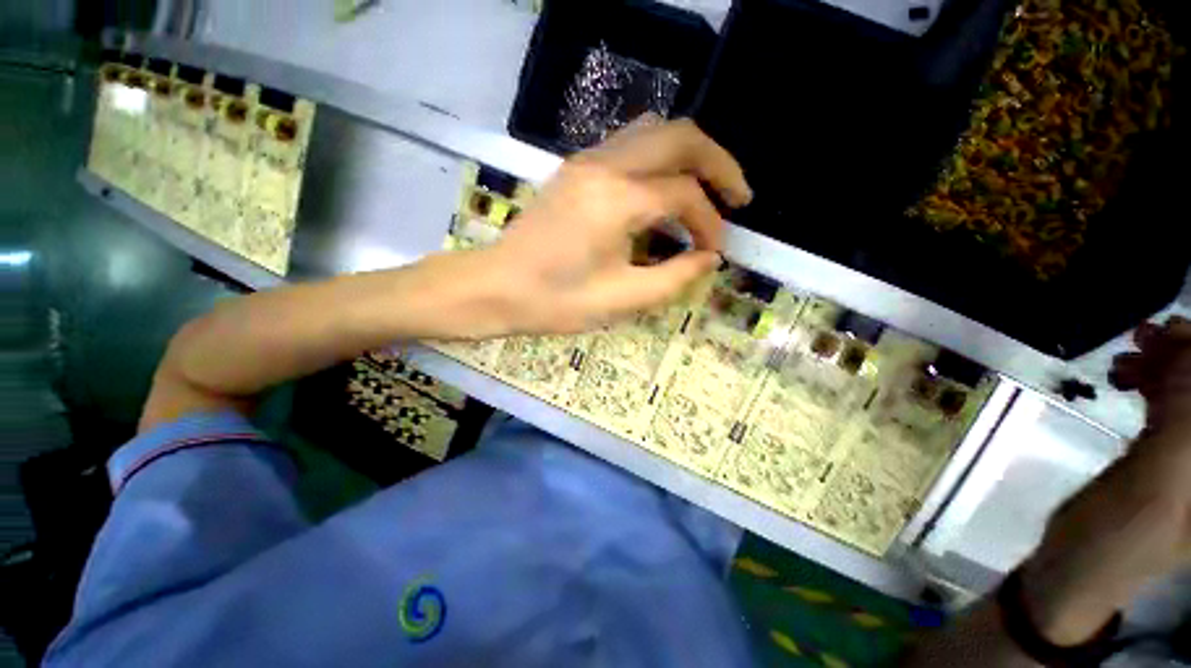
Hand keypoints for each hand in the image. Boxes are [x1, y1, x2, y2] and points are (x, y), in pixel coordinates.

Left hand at [475, 118, 751, 334]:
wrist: (496, 288)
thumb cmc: (555, 301)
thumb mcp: (622, 299)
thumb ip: (674, 277)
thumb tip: (708, 258)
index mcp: (617, 200)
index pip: (685, 195)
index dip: (710, 224)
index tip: (714, 253)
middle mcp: (604, 166)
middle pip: (680, 136)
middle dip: (718, 164)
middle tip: (737, 197)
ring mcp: (586, 162)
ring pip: (654, 131)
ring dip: (689, 155)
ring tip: (706, 190)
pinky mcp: (576, 169)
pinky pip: (630, 145)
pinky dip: (660, 160)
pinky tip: (664, 191)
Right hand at [1019, 317, 1190, 644]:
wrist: (1077, 563)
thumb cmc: (1121, 537)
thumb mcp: (1159, 483)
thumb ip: (1183, 420)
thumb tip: (1186, 347)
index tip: (1176, 332)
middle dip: (1187, 355)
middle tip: (1146, 335)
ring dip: (1168, 363)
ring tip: (1128, 352)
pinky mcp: (1168, 452)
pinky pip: (1173, 401)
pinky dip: (1152, 380)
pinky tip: (1125, 375)